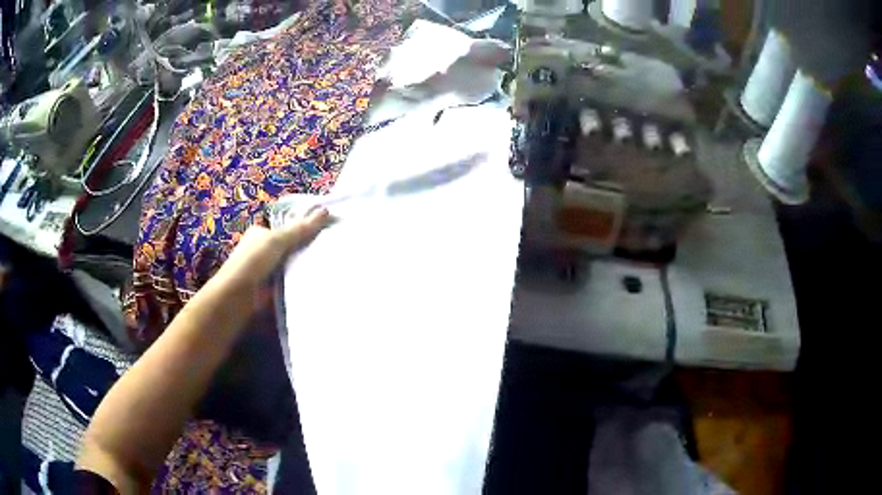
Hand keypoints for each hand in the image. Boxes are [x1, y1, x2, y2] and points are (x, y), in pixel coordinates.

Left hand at [218, 207, 330, 291]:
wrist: (237, 296)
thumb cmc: (253, 261)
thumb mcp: (278, 240)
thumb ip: (300, 228)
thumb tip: (326, 211)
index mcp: (260, 233)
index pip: (284, 226)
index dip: (303, 226)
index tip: (324, 229)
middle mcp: (262, 249)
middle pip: (289, 246)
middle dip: (305, 247)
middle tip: (331, 246)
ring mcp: (266, 270)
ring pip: (290, 264)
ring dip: (304, 265)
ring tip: (330, 263)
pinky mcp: (271, 288)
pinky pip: (289, 281)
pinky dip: (299, 281)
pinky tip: (316, 280)